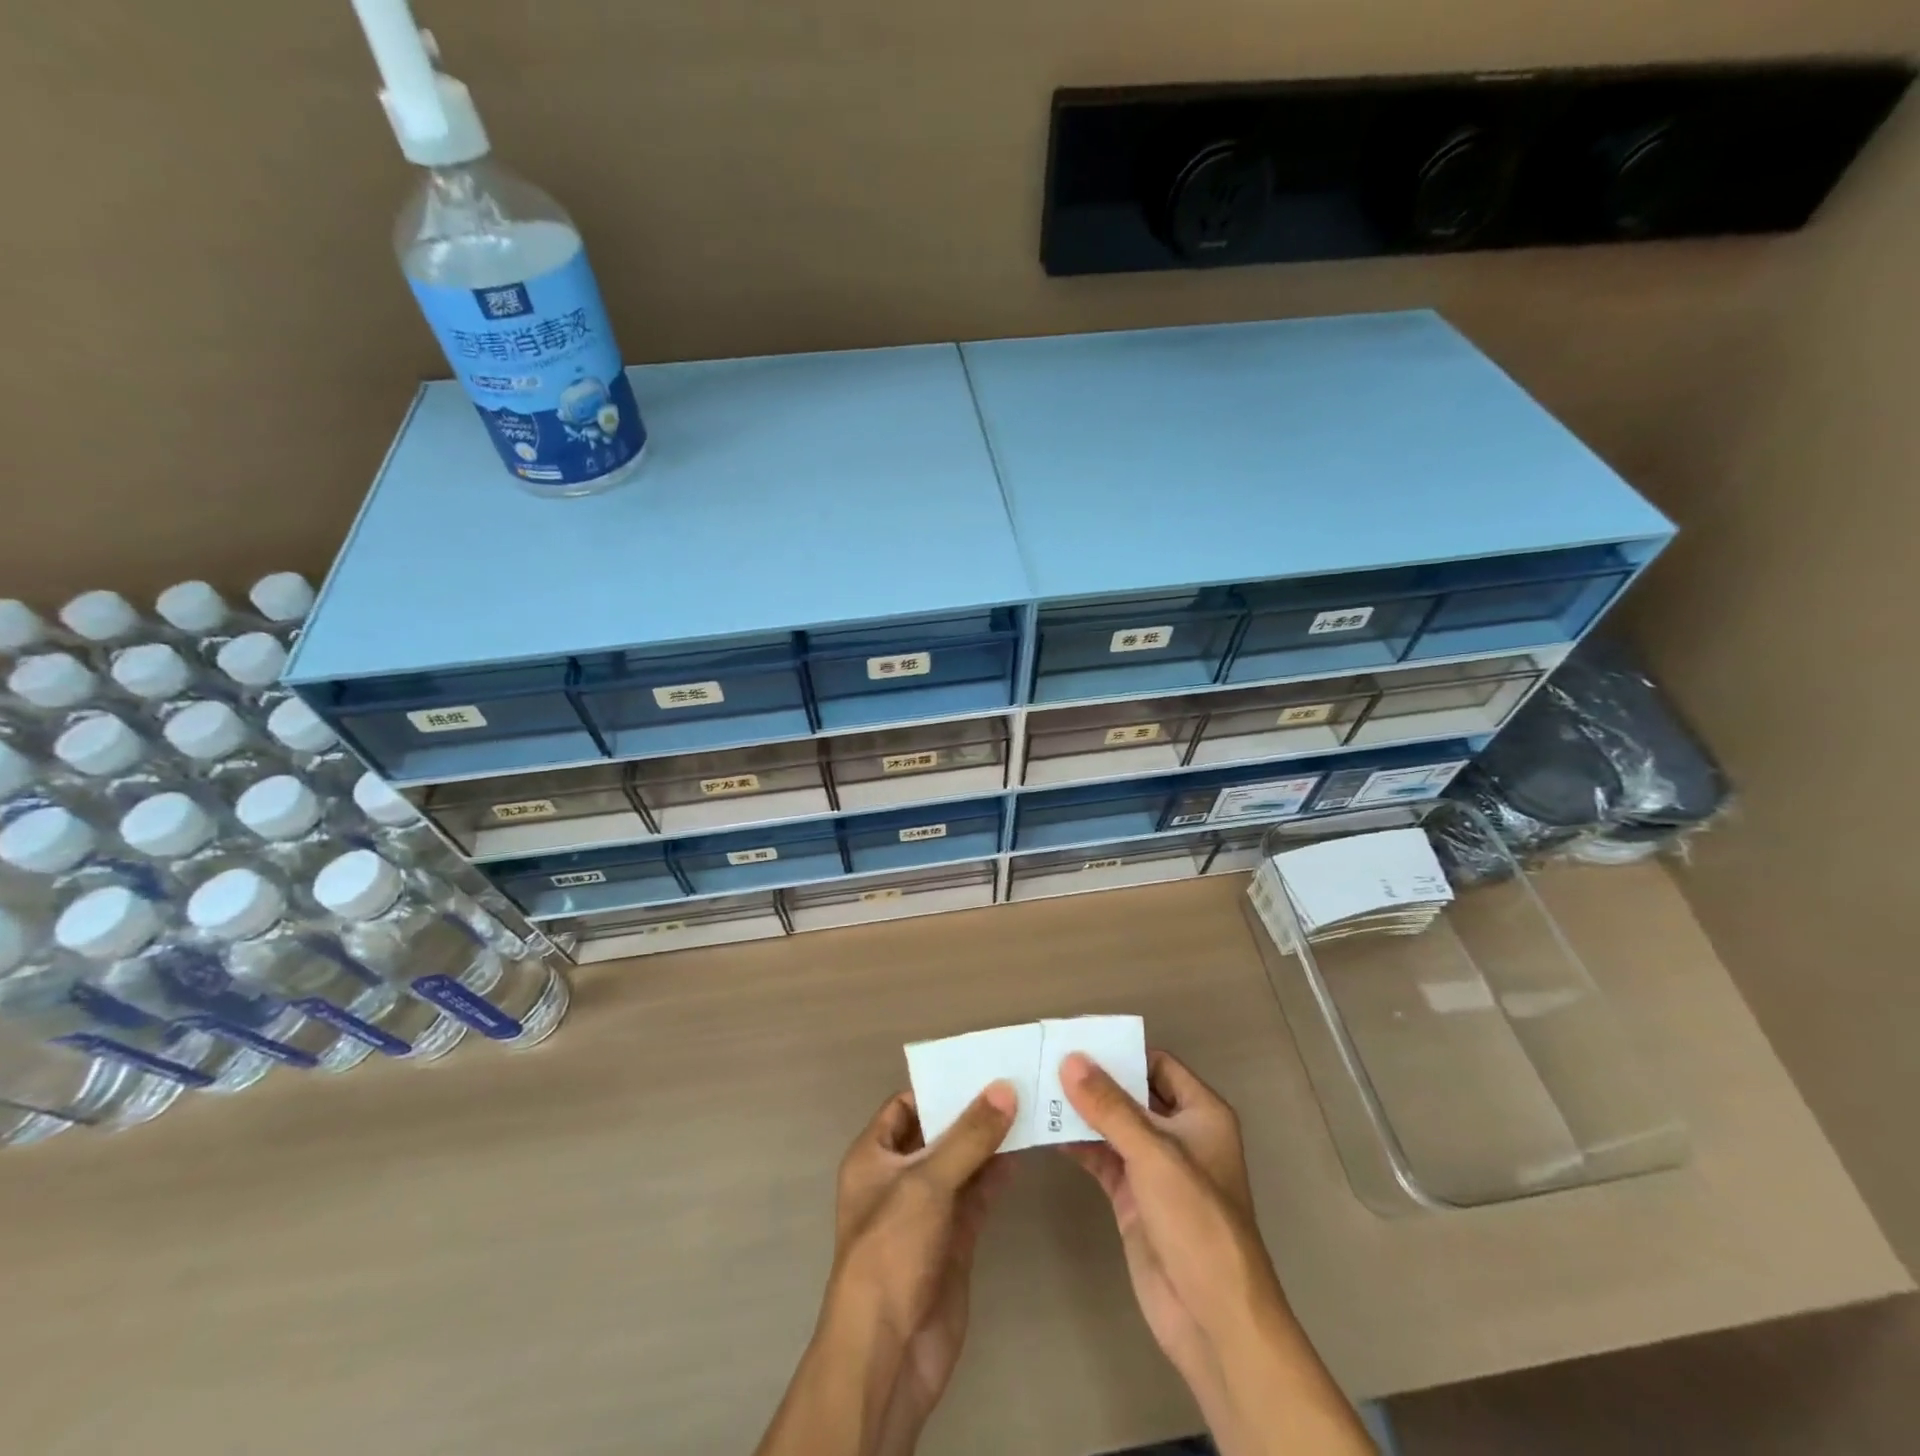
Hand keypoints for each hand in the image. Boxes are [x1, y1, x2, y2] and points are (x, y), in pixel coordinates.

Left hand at [830, 1084, 1017, 1452]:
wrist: (889, 1352)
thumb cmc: (892, 1250)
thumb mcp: (928, 1182)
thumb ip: (969, 1135)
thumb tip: (1004, 1088)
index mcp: (874, 1156)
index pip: (906, 1105)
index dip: (939, 1085)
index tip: (981, 1066)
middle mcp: (898, 1177)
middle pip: (937, 1132)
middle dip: (971, 1111)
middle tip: (1015, 1080)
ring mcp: (927, 1210)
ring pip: (961, 1163)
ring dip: (990, 1141)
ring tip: (1028, 1108)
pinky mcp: (953, 1239)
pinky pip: (977, 1195)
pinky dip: (997, 1175)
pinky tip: (1024, 1152)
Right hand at [1057, 1051, 1280, 1421]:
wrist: (1213, 1319)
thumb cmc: (1197, 1222)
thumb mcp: (1154, 1155)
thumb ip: (1109, 1106)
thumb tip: (1071, 1060)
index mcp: (1201, 1114)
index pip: (1156, 1063)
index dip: (1120, 1049)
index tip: (1076, 1036)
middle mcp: (1178, 1134)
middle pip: (1130, 1092)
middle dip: (1093, 1079)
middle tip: (1046, 1057)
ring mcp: (1154, 1168)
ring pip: (1112, 1125)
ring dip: (1080, 1111)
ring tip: (1036, 1089)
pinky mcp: (1133, 1197)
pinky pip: (1101, 1158)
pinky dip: (1076, 1144)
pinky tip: (1045, 1131)